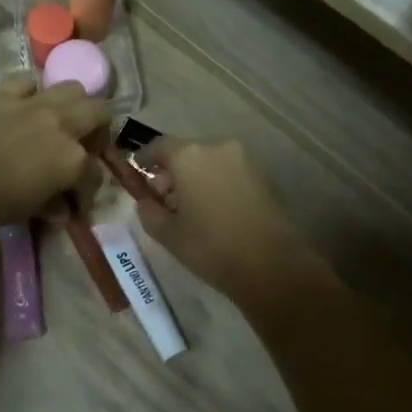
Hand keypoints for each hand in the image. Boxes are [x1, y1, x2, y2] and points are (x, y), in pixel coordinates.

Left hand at [0, 75, 108, 227]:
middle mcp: (62, 125)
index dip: (87, 191)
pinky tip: (25, 105)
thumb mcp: (29, 211)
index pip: (94, 174)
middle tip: (83, 147)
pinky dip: (32, 91)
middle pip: (99, 113)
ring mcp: (34, 104)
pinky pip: (28, 81)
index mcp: (72, 159)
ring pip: (73, 88)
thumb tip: (62, 209)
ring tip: (61, 120)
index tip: (75, 203)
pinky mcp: (4, 93)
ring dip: (74, 104)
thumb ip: (52, 205)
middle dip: (98, 131)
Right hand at [133, 138, 319, 305]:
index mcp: (189, 156)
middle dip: (172, 171)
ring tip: (192, 207)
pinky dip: (219, 183)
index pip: (158, 146)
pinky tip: (217, 210)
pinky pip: (231, 172)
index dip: (145, 159)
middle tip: (164, 197)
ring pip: (211, 161)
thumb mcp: (168, 234)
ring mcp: (246, 159)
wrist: (273, 265)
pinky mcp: (265, 175)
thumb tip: (146, 201)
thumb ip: (149, 211)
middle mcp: (218, 147)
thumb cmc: (211, 247)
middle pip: (186, 152)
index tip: (138, 173)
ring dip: (197, 177)